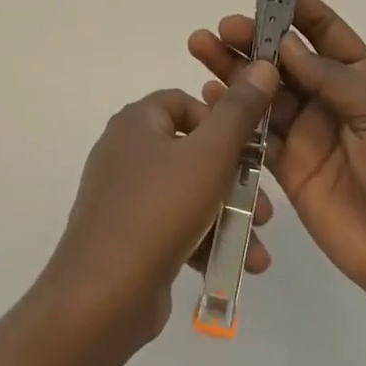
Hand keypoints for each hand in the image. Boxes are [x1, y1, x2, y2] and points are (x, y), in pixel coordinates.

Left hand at [36, 62, 279, 353]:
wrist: (100, 299)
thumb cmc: (158, 212)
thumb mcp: (210, 156)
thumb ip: (239, 112)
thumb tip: (262, 66)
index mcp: (136, 123)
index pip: (185, 103)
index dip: (222, 122)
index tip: (249, 151)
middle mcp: (126, 152)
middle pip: (194, 152)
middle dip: (236, 182)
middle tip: (265, 208)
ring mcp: (125, 198)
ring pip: (190, 194)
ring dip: (229, 218)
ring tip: (259, 248)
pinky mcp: (129, 237)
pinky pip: (176, 227)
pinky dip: (206, 241)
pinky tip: (238, 267)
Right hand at [189, 0, 365, 315]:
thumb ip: (334, 81)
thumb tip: (287, 46)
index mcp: (363, 79)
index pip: (323, 29)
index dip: (292, 2)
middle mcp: (331, 100)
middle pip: (284, 59)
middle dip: (254, 37)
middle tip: (222, 27)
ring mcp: (308, 135)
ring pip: (263, 93)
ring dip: (234, 69)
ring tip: (202, 47)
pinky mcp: (289, 170)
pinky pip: (255, 136)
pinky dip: (232, 115)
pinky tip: (209, 96)